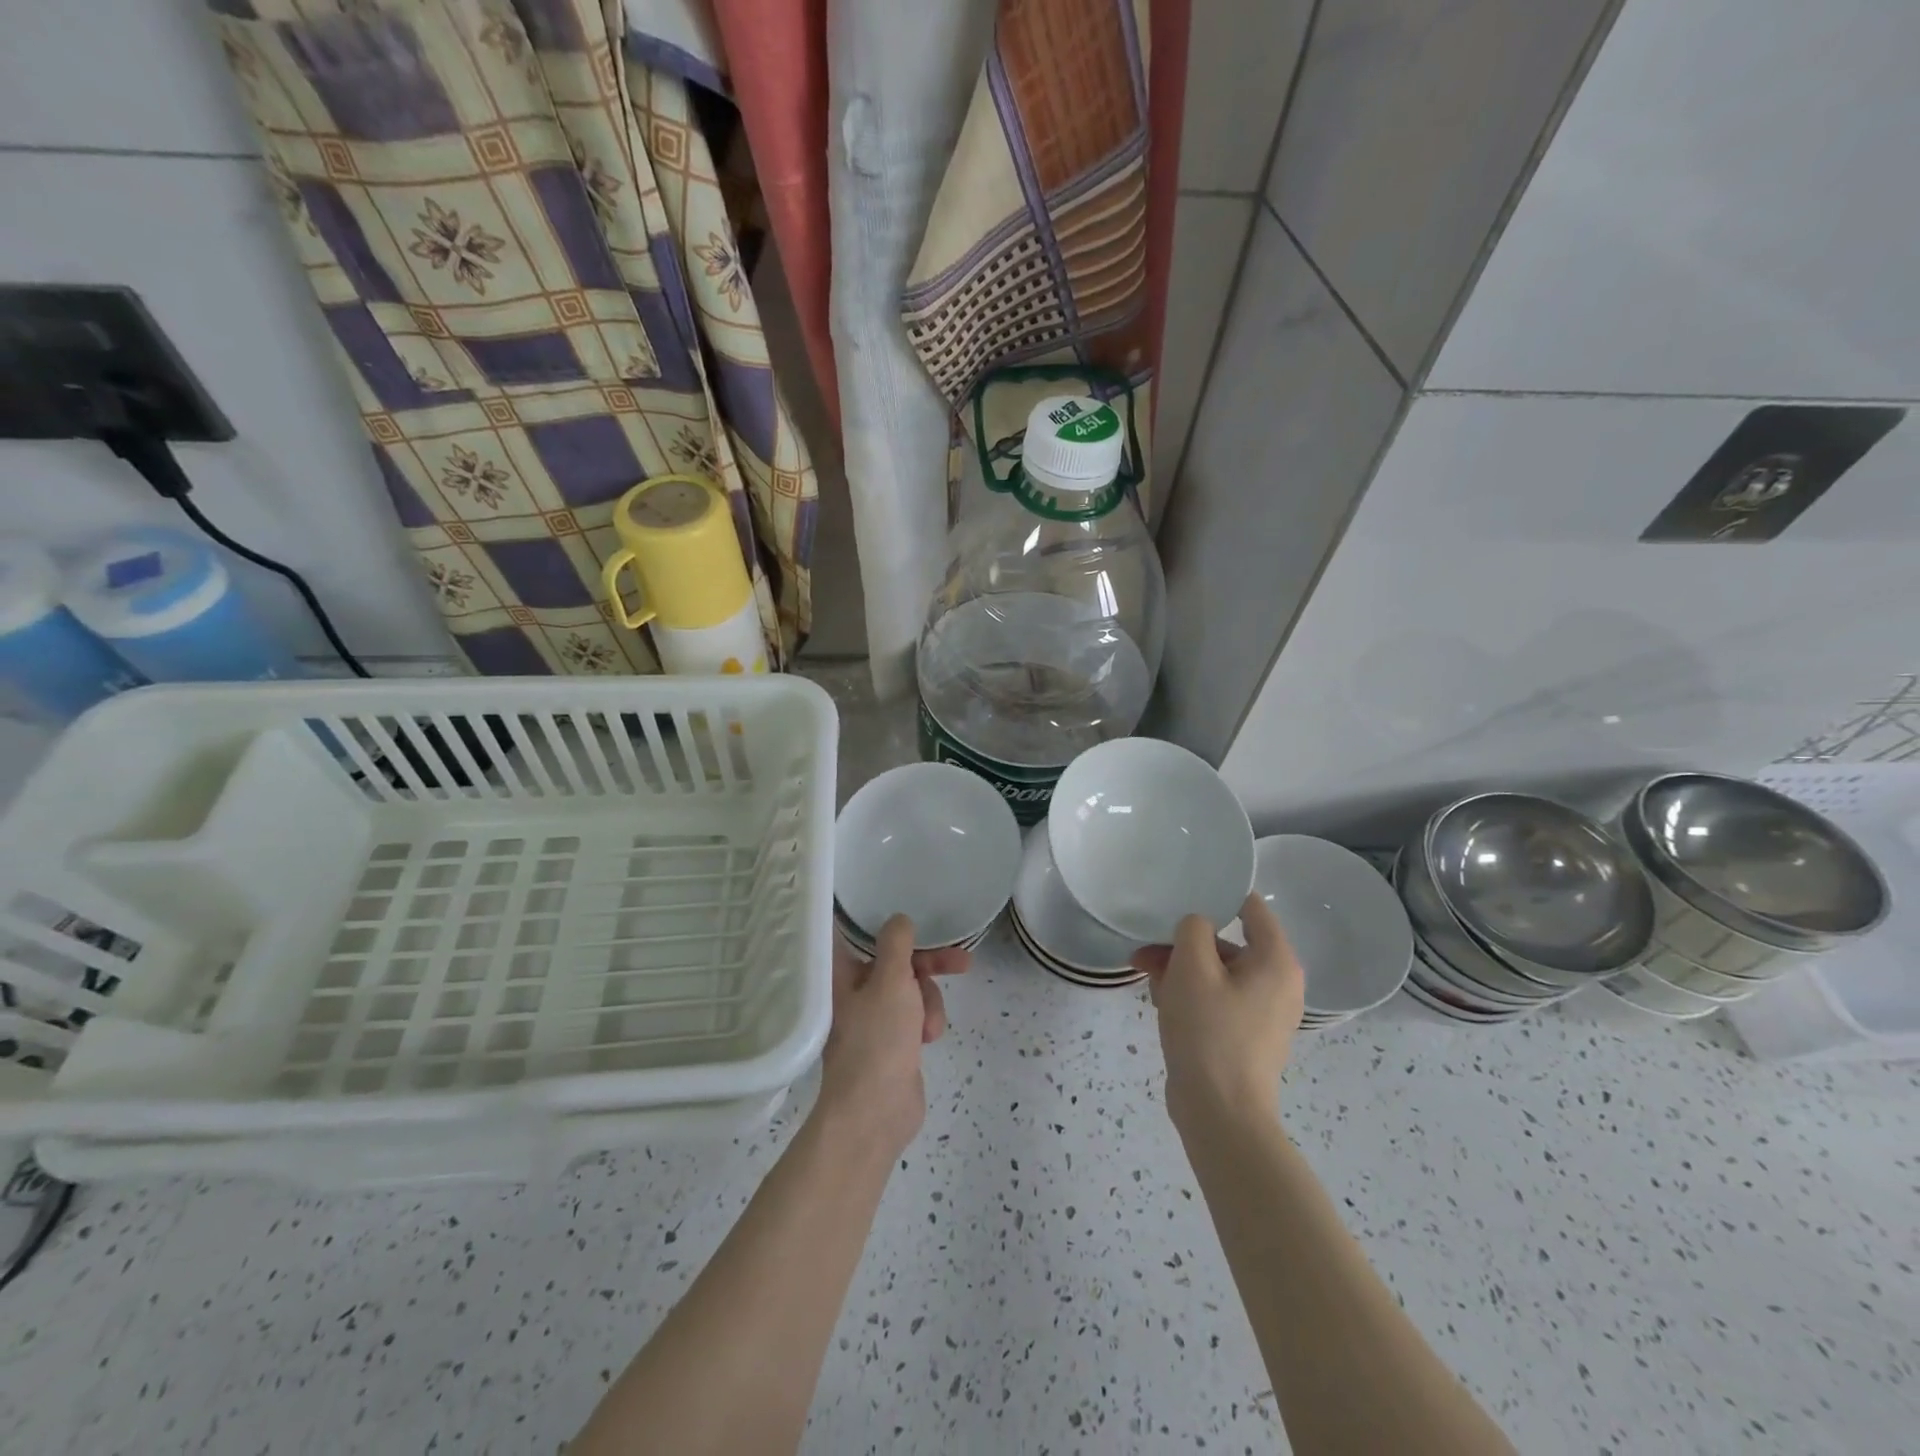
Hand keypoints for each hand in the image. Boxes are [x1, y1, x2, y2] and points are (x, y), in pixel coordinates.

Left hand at [814, 916, 968, 1156]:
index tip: (915, 917)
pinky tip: (927, 1040)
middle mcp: (855, 991)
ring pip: (913, 989)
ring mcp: (875, 1017)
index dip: (887, 924)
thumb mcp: (891, 981)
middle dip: (929, 966)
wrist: (875, 1113)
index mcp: (842, 974)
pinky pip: (917, 1015)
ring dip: (928, 1003)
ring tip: (927, 1028)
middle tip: (962, 962)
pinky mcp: (893, 1041)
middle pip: (898, 962)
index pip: (858, 934)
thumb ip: (897, 944)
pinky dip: (926, 1022)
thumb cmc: (877, 1040)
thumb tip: (899, 919)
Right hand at [1131, 893, 1303, 1133]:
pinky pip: (1216, 999)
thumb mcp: (1192, 968)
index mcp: (1276, 961)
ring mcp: (1262, 1012)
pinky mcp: (1244, 1035)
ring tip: (1145, 979)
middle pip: (1226, 943)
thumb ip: (1193, 929)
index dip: (1216, 895)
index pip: (1251, 908)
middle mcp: (1277, 983)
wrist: (1220, 1114)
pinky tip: (1160, 1002)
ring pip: (1216, 972)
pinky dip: (1190, 994)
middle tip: (1144, 950)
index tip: (1180, 894)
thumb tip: (1197, 925)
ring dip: (1179, 969)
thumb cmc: (1210, 1032)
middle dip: (1183, 944)